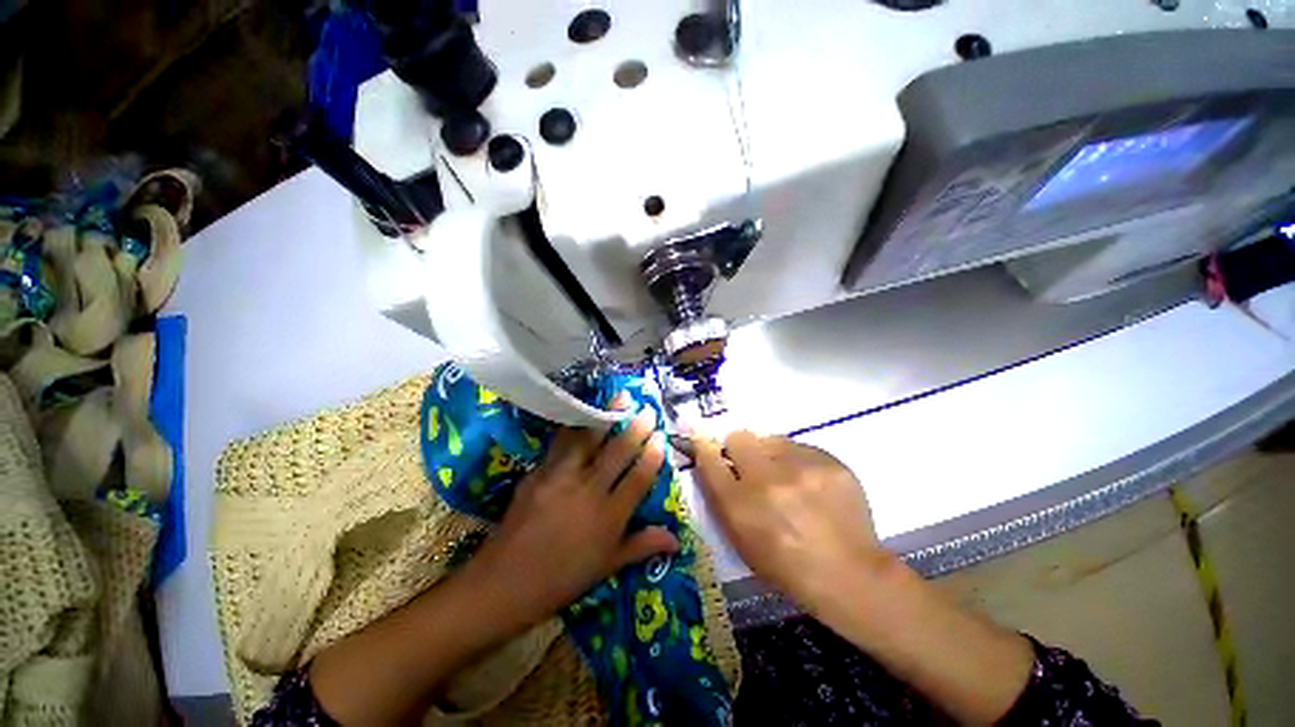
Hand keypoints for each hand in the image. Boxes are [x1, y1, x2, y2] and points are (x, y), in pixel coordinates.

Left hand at [466, 407, 678, 625]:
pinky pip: (561, 443)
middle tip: (647, 409)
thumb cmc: (561, 580)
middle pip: (617, 452)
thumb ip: (641, 546)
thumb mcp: (606, 567)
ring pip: (589, 440)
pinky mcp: (539, 472)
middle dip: (636, 427)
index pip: (638, 478)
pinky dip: (575, 427)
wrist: (503, 583)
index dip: (652, 455)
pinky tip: (582, 415)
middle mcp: (588, 491)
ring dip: (607, 416)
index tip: (661, 437)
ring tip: (620, 397)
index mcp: (609, 517)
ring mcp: (561, 478)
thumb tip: (676, 540)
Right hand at [694, 432, 884, 613]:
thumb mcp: (741, 540)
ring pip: (770, 439)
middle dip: (740, 450)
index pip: (708, 459)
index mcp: (740, 506)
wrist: (850, 575)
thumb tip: (712, 460)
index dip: (704, 448)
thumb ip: (722, 497)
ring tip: (787, 479)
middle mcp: (766, 480)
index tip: (705, 445)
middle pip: (738, 438)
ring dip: (771, 455)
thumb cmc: (786, 566)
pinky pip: (800, 447)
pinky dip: (799, 461)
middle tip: (753, 468)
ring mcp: (801, 468)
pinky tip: (812, 485)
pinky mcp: (830, 462)